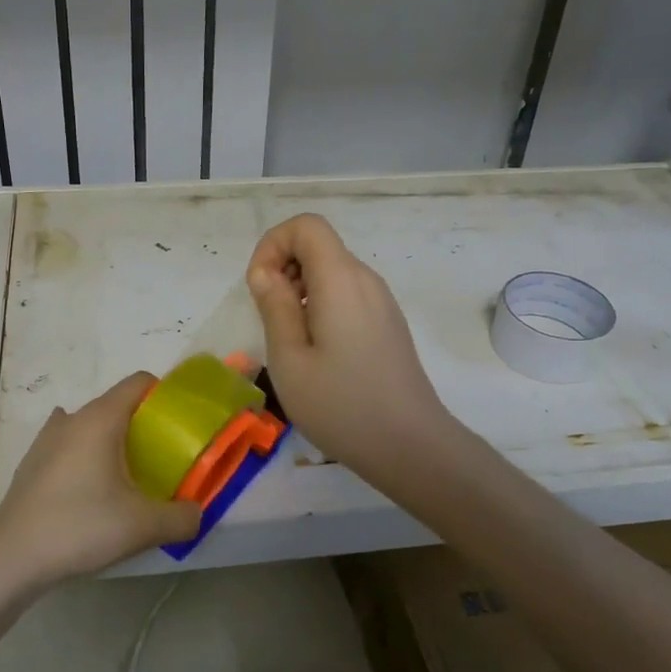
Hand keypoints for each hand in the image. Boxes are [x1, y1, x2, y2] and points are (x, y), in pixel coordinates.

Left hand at [0, 372, 201, 583]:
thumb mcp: (143, 527)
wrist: (12, 558)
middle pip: (116, 404)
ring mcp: (46, 439)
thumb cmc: (80, 527)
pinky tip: (89, 483)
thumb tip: (196, 513)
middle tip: (162, 458)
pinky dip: (85, 455)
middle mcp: (73, 418)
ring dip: (111, 440)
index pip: (139, 383)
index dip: (164, 396)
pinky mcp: (32, 462)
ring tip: (126, 475)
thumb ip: (182, 517)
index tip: (180, 425)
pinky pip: (68, 445)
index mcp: (101, 419)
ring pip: (90, 425)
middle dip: (143, 424)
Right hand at [246, 213, 454, 483]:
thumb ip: (274, 306)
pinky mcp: (387, 323)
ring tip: (291, 342)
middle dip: (283, 269)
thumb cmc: (341, 405)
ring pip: (331, 272)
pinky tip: (318, 353)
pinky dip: (321, 306)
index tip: (260, 287)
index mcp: (341, 279)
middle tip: (270, 320)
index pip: (306, 225)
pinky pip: (347, 294)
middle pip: (318, 246)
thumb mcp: (289, 359)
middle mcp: (365, 279)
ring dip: (300, 291)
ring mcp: (381, 301)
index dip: (273, 244)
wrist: (410, 446)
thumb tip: (265, 272)